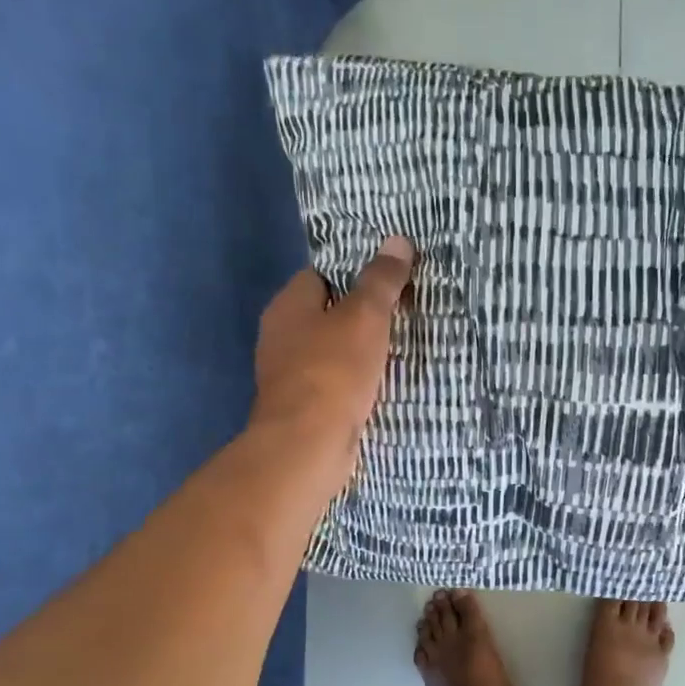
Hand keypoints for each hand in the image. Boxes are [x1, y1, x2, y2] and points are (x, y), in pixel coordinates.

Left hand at [251, 236, 415, 478]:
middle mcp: (281, 337)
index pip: (321, 275)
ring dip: (361, 352)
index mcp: (288, 306)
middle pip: (327, 315)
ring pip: (332, 351)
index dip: (355, 274)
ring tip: (401, 348)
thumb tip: (398, 240)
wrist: (308, 445)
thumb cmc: (333, 371)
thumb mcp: (365, 317)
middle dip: (362, 316)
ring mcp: (289, 375)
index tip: (389, 281)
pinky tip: (382, 385)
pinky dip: (355, 382)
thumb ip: (381, 280)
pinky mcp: (303, 408)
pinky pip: (335, 383)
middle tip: (403, 313)